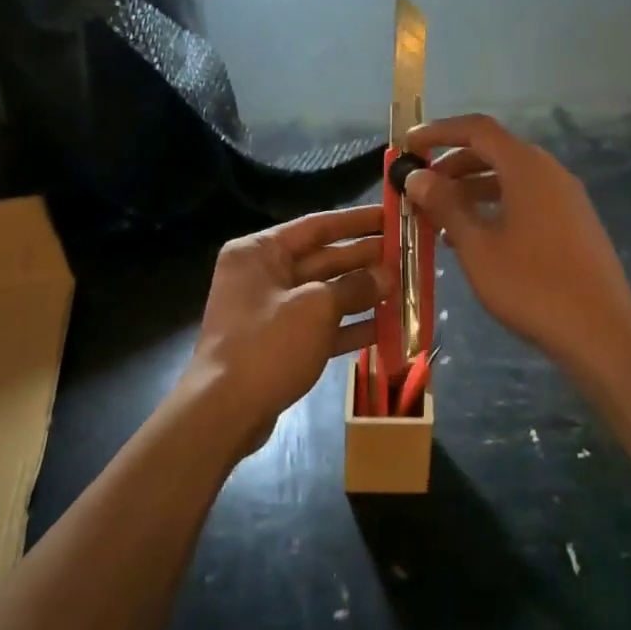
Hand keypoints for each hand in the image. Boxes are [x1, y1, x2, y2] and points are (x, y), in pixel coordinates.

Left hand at [182, 205, 388, 456]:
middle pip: (323, 259)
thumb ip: (354, 286)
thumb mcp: (316, 308)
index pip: (316, 226)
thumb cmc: (267, 345)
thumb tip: (386, 275)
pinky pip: (321, 326)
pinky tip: (386, 327)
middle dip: (365, 259)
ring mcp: (271, 311)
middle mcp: (263, 275)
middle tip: (407, 255)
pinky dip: (350, 326)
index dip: (357, 221)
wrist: (223, 412)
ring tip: (404, 289)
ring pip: (325, 294)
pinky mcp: (280, 343)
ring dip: (363, 293)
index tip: (391, 216)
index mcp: (260, 252)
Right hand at [404, 115, 630, 364]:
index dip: (440, 132)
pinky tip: (475, 239)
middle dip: (453, 165)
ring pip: (510, 179)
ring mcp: (566, 198)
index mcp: (526, 167)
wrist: (601, 331)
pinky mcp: (574, 223)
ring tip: (438, 218)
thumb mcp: (477, 246)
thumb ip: (446, 205)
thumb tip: (417, 176)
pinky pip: (527, 200)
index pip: (478, 129)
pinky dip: (495, 207)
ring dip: (472, 190)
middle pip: (495, 152)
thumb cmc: (531, 285)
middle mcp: (549, 172)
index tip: (409, 146)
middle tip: (419, 188)